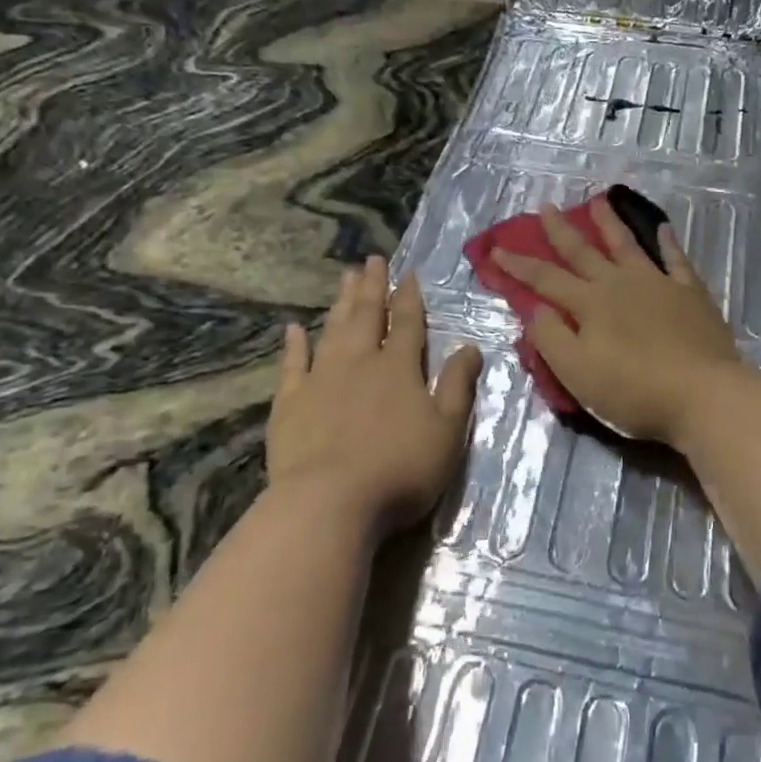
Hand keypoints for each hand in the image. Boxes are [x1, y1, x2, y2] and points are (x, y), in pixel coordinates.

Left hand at [266, 256, 481, 536]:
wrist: (330, 503)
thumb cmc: (400, 469)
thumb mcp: (447, 430)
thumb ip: (458, 385)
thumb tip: (470, 345)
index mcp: (399, 368)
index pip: (408, 322)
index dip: (409, 297)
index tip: (407, 272)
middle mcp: (360, 362)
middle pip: (368, 315)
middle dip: (373, 286)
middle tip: (372, 259)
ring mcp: (321, 379)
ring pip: (333, 330)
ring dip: (341, 303)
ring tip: (346, 278)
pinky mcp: (290, 403)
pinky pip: (292, 365)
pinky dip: (293, 345)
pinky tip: (293, 329)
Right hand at [492, 202, 744, 446]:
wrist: (704, 395)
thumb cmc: (634, 391)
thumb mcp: (578, 373)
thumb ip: (551, 338)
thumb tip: (533, 308)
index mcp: (589, 304)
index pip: (545, 279)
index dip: (518, 265)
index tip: (497, 248)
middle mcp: (619, 284)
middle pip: (583, 252)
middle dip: (560, 231)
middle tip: (546, 207)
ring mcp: (657, 284)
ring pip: (627, 245)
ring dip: (609, 223)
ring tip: (597, 200)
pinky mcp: (689, 293)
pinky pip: (675, 259)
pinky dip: (667, 242)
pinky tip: (662, 227)